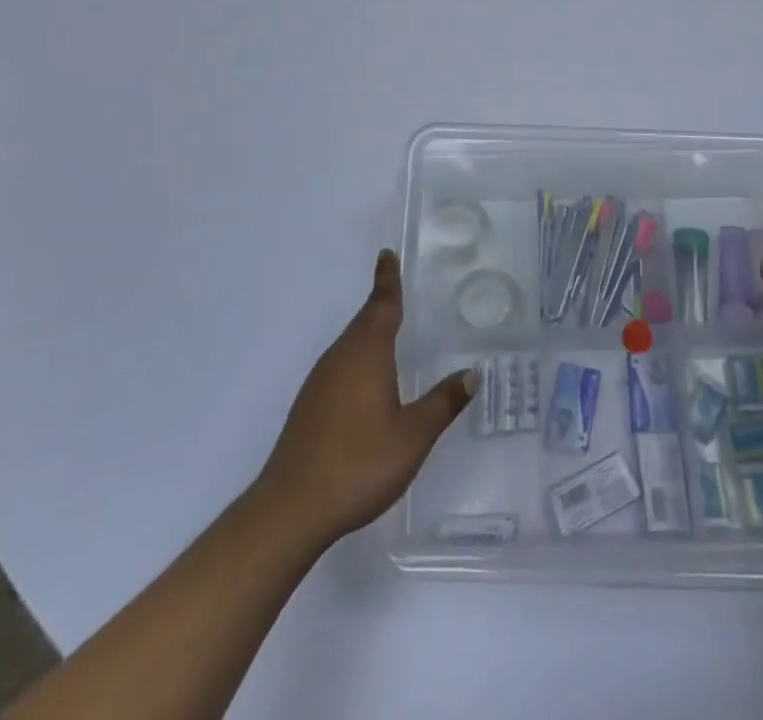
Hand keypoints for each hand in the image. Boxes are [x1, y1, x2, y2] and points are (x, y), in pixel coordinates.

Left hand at [257, 249, 474, 544]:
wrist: (291, 509)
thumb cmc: (358, 463)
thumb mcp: (413, 436)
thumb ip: (442, 403)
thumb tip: (472, 373)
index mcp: (366, 353)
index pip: (381, 304)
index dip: (387, 279)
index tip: (387, 254)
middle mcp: (340, 357)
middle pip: (364, 320)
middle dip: (381, 303)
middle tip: (399, 289)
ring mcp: (320, 382)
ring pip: (350, 343)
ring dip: (370, 331)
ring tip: (391, 330)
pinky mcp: (309, 405)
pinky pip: (340, 365)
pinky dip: (359, 357)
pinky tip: (369, 380)